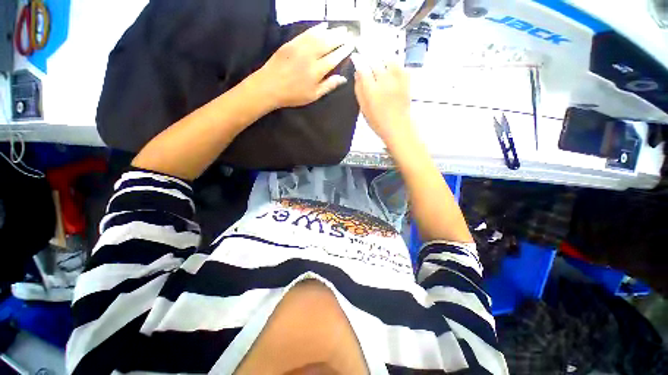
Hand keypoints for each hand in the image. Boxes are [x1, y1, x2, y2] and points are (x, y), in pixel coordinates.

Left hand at [252, 24, 354, 109]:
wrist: (270, 86)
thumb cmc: (293, 95)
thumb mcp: (313, 96)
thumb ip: (328, 86)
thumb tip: (343, 79)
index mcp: (317, 71)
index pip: (334, 58)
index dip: (343, 51)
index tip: (351, 45)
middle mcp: (310, 56)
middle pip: (328, 44)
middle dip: (339, 38)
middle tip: (349, 33)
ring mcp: (300, 47)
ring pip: (318, 36)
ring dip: (331, 31)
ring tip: (340, 28)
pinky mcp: (291, 43)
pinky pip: (306, 33)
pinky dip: (316, 28)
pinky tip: (323, 26)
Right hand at [352, 54, 412, 143]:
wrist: (398, 126)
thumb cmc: (378, 121)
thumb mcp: (363, 109)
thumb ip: (359, 90)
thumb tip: (357, 74)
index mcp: (371, 91)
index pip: (363, 68)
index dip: (358, 60)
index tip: (355, 57)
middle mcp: (384, 81)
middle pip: (375, 61)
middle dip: (369, 58)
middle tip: (367, 60)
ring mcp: (397, 79)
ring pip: (388, 59)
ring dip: (382, 59)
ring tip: (379, 63)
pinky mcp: (406, 80)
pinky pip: (400, 65)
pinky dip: (393, 64)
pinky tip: (390, 69)